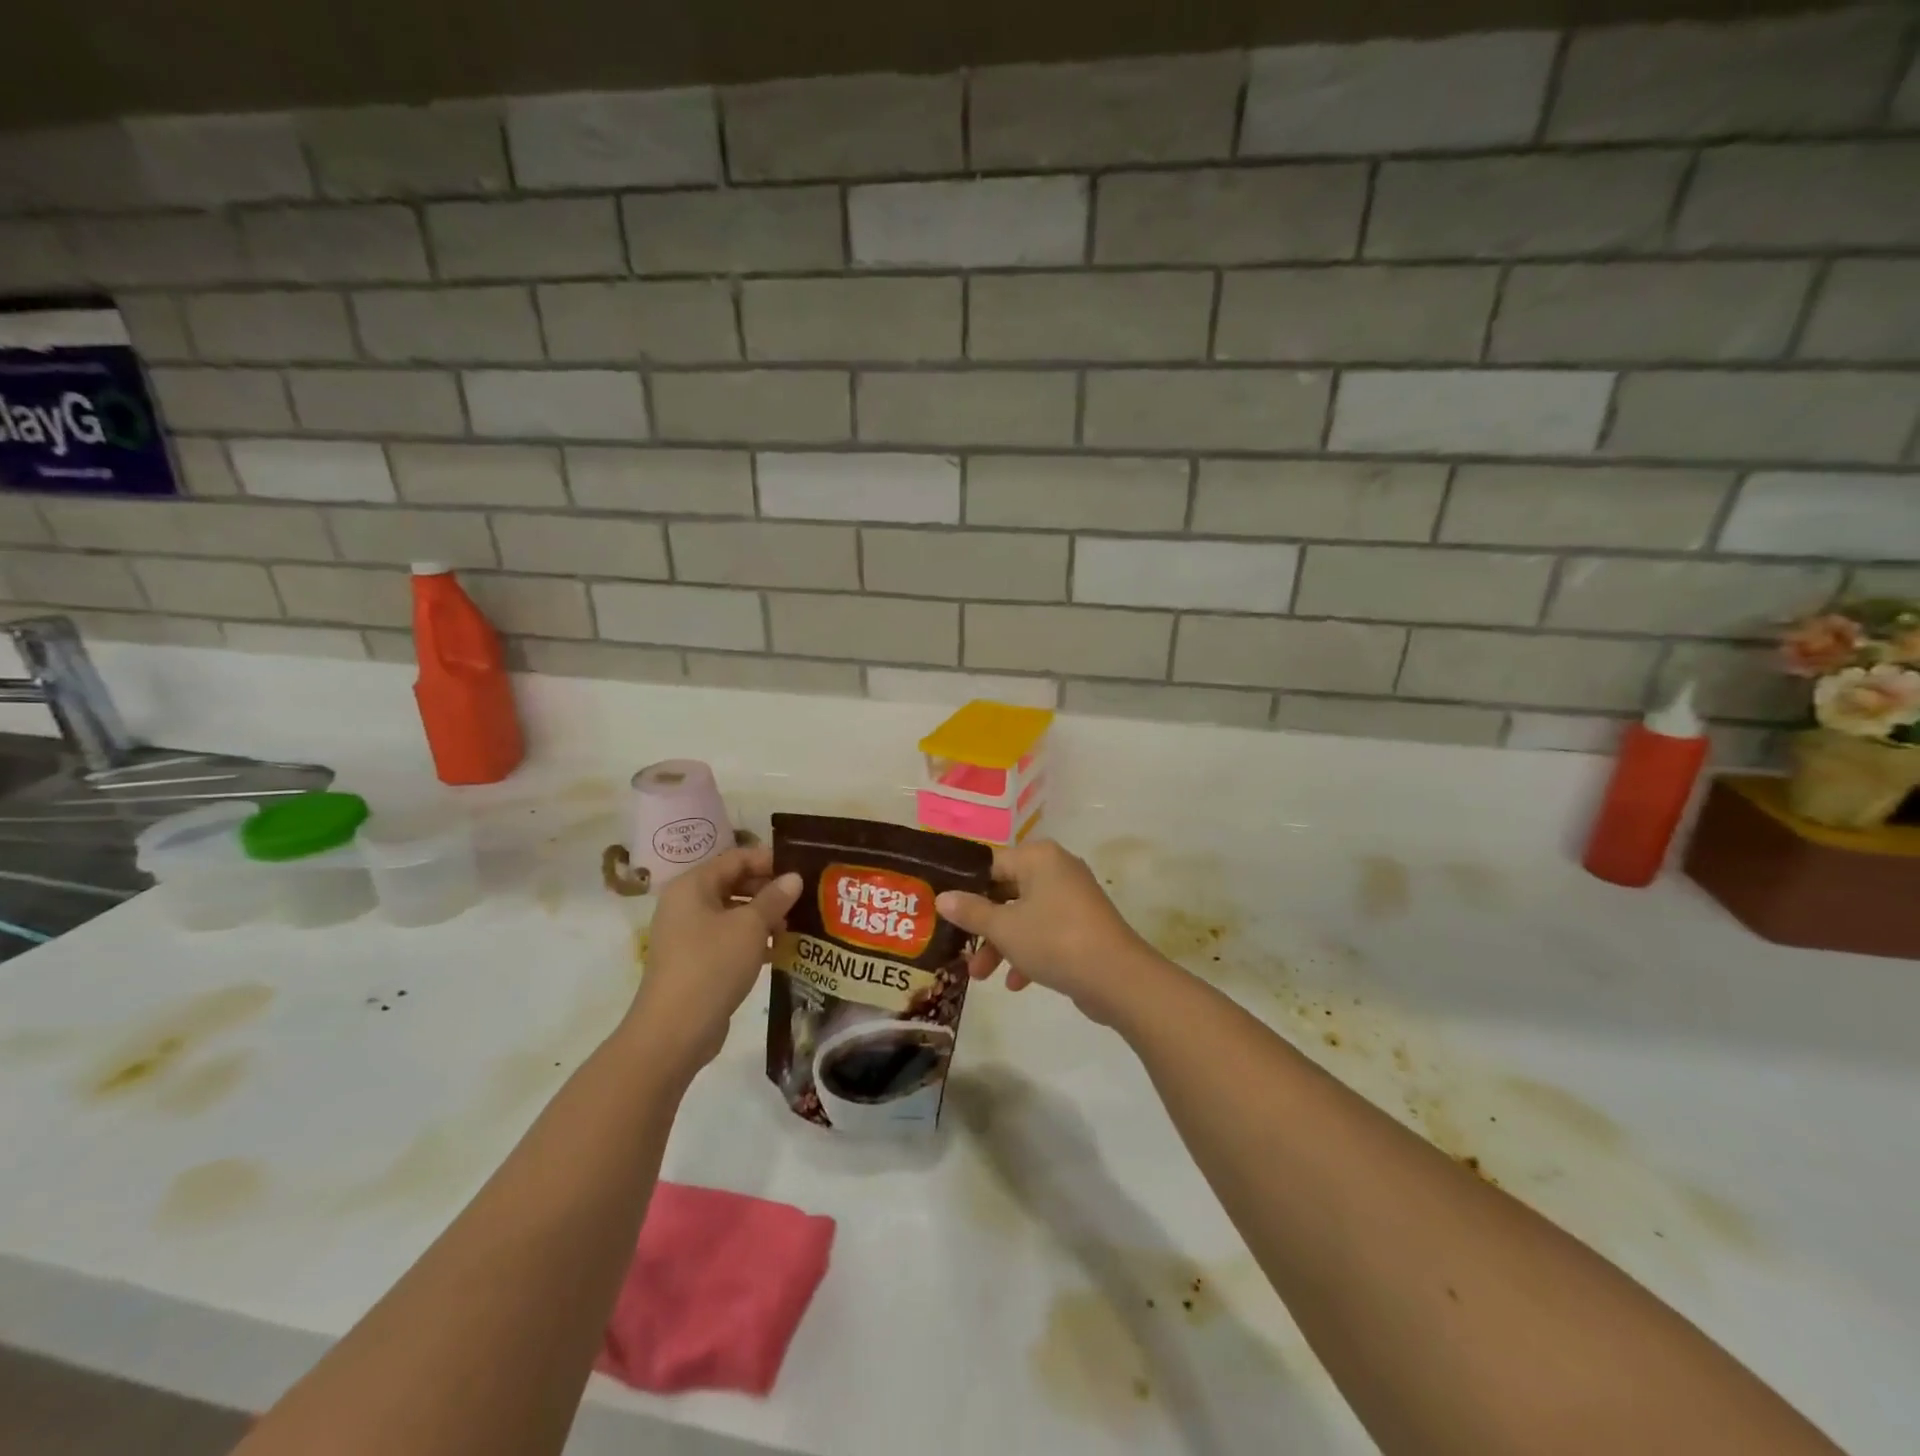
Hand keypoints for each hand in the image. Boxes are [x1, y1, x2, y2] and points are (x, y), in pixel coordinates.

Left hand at [626, 846, 801, 1076]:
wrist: (674, 1031)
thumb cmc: (712, 965)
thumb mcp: (751, 926)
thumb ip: (774, 898)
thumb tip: (794, 878)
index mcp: (693, 885)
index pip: (736, 858)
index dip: (769, 860)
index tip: (801, 870)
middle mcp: (686, 904)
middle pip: (734, 883)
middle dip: (769, 890)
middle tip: (804, 899)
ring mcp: (688, 934)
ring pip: (733, 913)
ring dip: (764, 917)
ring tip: (796, 926)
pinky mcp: (695, 961)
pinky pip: (728, 939)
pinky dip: (753, 940)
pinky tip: (779, 951)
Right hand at [935, 839, 1161, 1025]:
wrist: (1117, 978)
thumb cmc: (1054, 940)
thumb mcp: (1004, 928)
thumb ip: (971, 911)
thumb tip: (942, 898)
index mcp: (1038, 857)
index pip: (991, 865)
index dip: (965, 888)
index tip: (944, 912)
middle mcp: (1058, 869)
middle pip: (1007, 892)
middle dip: (983, 926)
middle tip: (960, 949)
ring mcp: (1074, 898)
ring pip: (1025, 916)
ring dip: (1002, 944)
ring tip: (981, 976)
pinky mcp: (1084, 925)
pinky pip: (1046, 932)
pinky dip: (1028, 952)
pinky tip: (1016, 983)